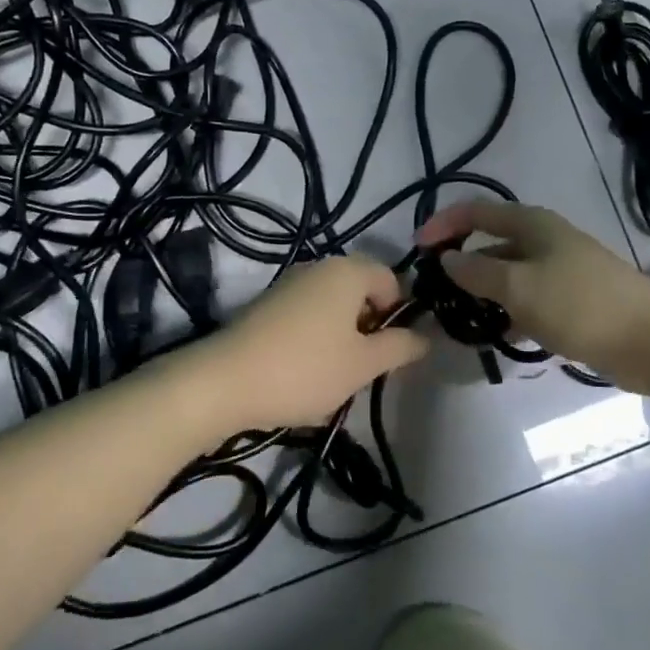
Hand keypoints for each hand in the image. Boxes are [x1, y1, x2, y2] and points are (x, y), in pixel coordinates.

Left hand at [201, 256, 428, 433]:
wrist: (225, 381)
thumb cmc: (306, 369)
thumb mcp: (363, 365)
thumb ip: (399, 347)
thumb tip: (424, 337)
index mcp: (347, 271)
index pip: (391, 279)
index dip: (398, 313)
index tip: (389, 350)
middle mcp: (318, 267)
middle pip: (360, 290)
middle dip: (369, 326)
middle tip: (364, 365)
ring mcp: (288, 284)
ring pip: (332, 305)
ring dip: (342, 335)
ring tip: (333, 374)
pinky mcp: (266, 305)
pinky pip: (306, 314)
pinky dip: (315, 337)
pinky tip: (304, 371)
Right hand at [417, 200, 649, 389]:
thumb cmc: (581, 304)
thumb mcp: (519, 287)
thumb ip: (478, 272)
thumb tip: (448, 259)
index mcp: (533, 224)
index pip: (477, 211)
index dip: (444, 224)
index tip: (417, 249)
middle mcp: (546, 240)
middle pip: (492, 242)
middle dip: (462, 262)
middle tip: (436, 291)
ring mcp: (561, 271)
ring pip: (510, 275)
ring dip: (485, 292)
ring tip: (460, 318)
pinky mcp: (573, 301)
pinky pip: (529, 299)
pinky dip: (510, 312)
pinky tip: (498, 335)